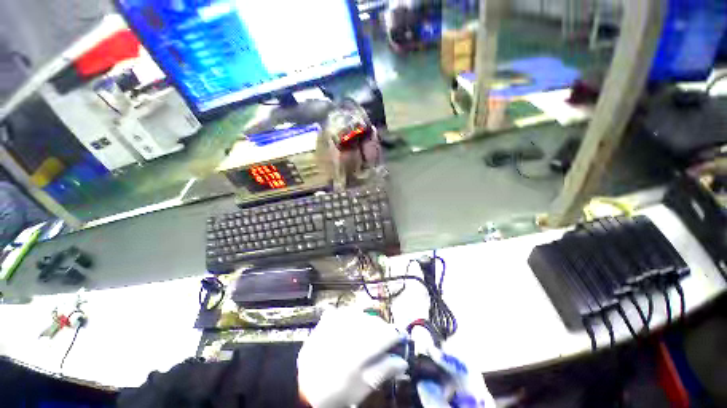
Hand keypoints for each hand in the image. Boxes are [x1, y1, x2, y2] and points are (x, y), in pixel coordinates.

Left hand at [297, 308, 407, 407]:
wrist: (303, 385)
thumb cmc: (337, 390)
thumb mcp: (364, 386)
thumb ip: (385, 370)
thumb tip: (402, 360)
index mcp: (363, 345)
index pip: (389, 332)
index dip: (397, 337)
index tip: (399, 343)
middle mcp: (352, 327)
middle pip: (377, 321)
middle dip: (382, 331)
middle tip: (381, 345)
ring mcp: (339, 319)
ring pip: (363, 314)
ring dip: (368, 324)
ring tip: (364, 339)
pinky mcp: (329, 317)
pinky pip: (347, 312)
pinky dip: (353, 319)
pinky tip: (350, 330)